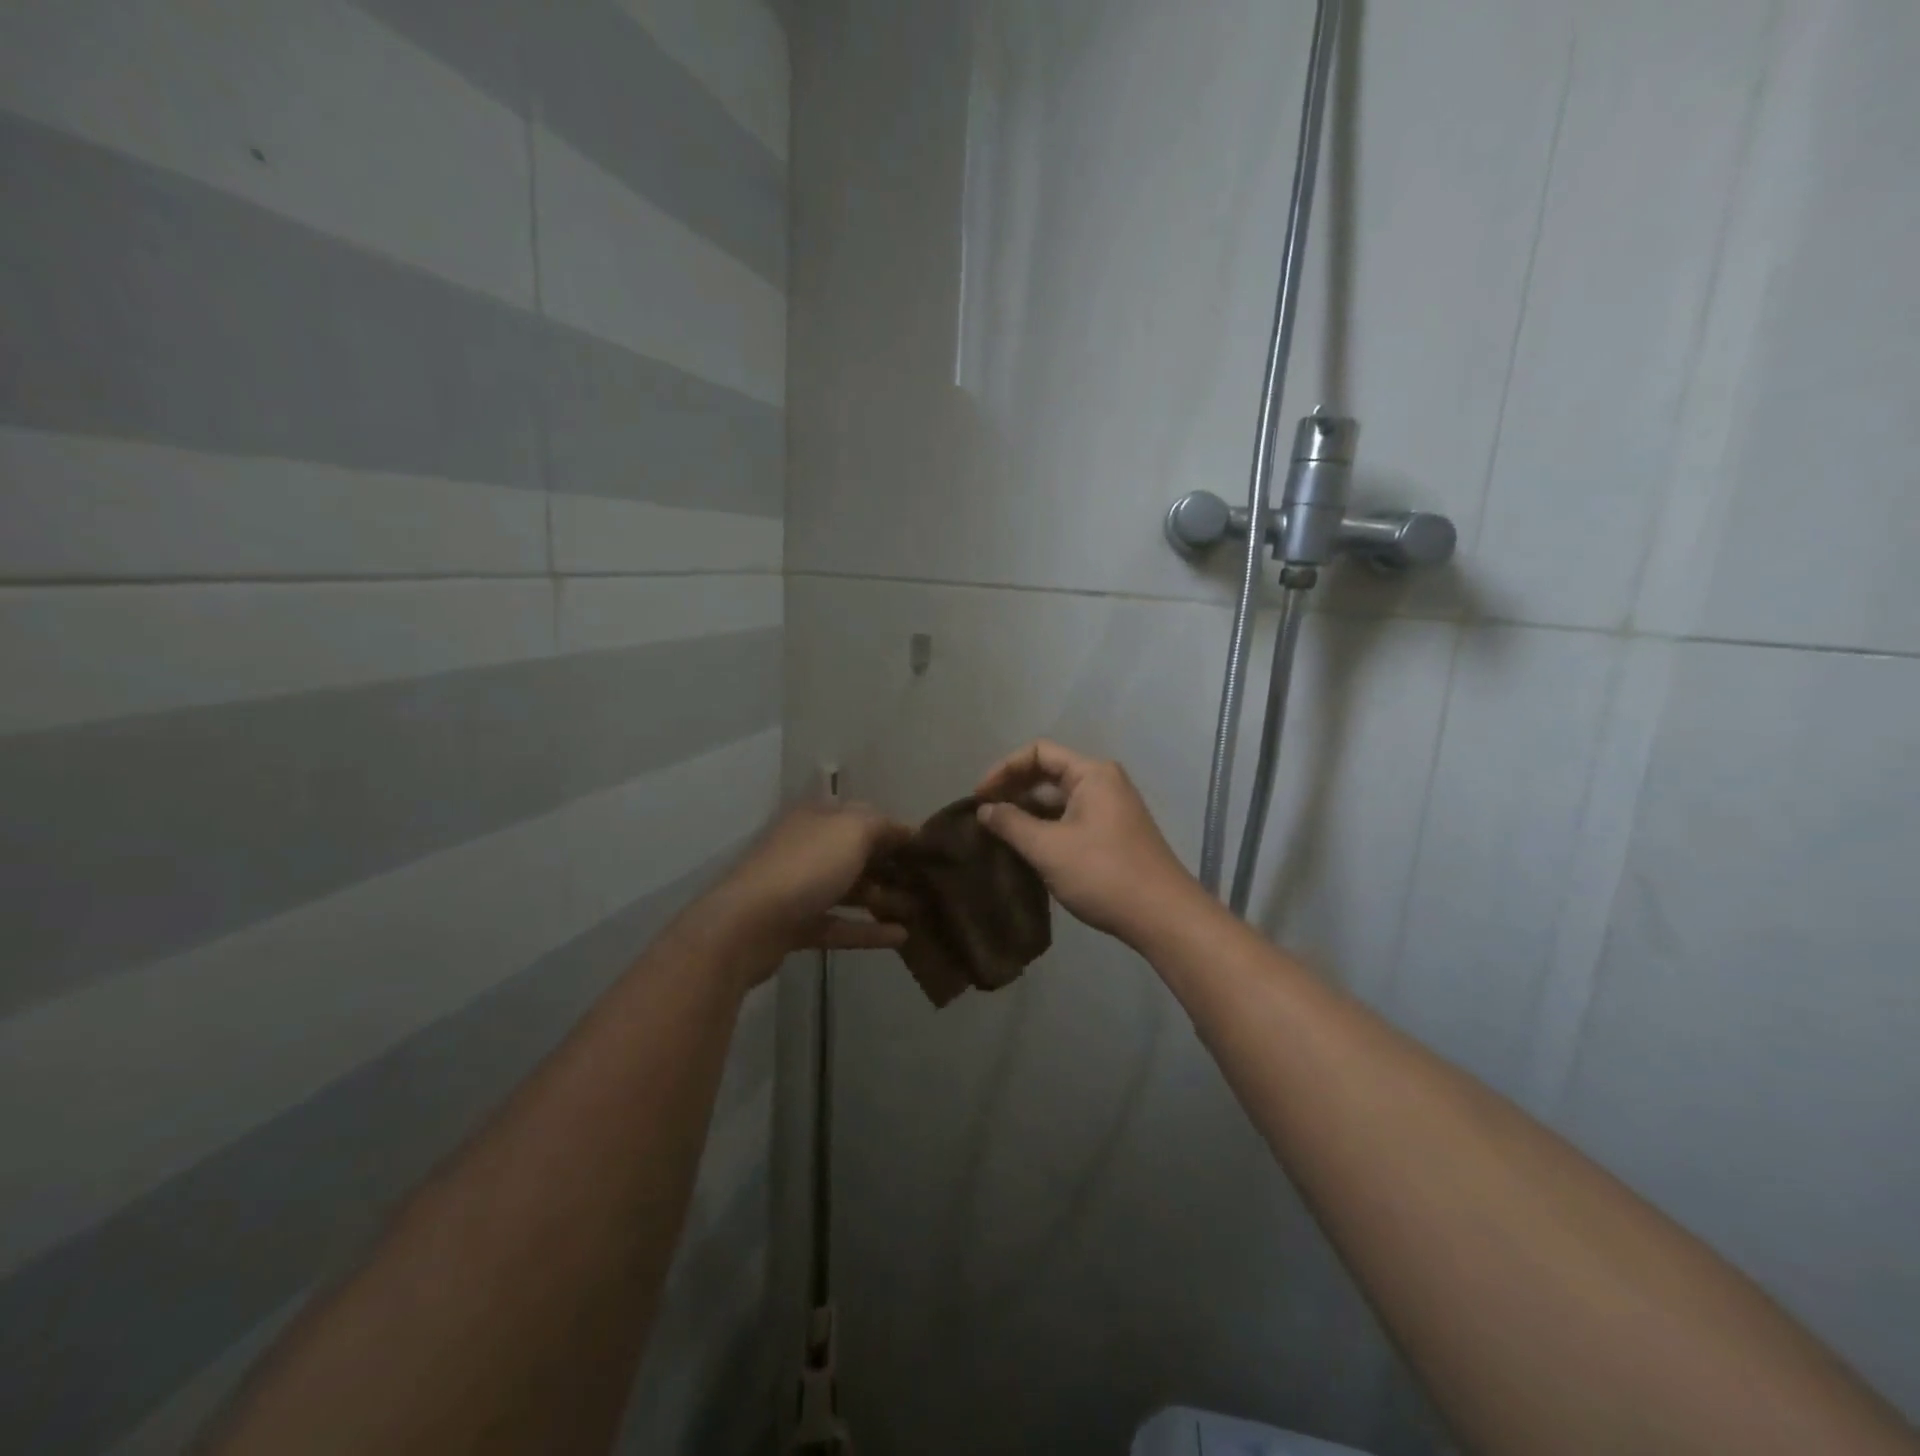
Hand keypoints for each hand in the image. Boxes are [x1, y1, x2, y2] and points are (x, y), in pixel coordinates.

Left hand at [702, 799, 912, 966]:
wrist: (747, 925)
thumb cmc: (806, 867)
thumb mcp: (852, 831)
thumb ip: (882, 826)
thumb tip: (904, 830)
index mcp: (817, 818)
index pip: (864, 816)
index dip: (896, 830)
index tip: (927, 850)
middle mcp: (807, 847)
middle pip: (857, 854)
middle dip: (891, 867)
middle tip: (927, 885)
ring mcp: (798, 888)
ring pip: (848, 890)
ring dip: (883, 899)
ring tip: (918, 912)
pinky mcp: (795, 926)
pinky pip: (838, 924)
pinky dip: (867, 930)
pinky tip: (900, 938)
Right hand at [974, 740, 1203, 945]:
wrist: (1162, 916)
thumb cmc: (1103, 874)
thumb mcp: (1048, 848)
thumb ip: (1011, 824)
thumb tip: (984, 810)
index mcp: (1092, 773)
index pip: (1038, 752)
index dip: (1004, 769)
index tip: (979, 798)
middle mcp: (1104, 783)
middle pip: (1049, 773)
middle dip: (1014, 790)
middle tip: (984, 815)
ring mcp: (1111, 809)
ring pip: (1059, 799)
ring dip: (1028, 811)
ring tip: (999, 834)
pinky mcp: (1113, 834)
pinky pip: (1071, 818)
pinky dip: (1046, 827)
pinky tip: (1027, 849)